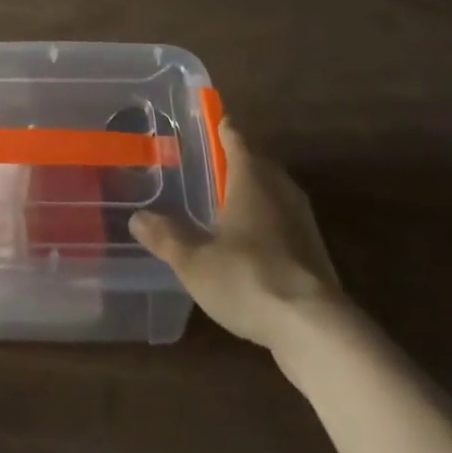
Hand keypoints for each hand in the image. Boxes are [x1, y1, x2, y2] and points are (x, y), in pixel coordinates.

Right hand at [129, 118, 344, 348]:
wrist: (315, 328)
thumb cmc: (249, 278)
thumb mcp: (195, 262)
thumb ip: (166, 238)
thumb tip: (137, 218)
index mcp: (251, 175)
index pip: (234, 135)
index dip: (219, 127)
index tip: (203, 124)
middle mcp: (279, 186)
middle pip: (256, 161)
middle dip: (234, 161)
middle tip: (206, 168)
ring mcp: (302, 217)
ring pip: (272, 191)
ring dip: (252, 193)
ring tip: (224, 206)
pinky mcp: (314, 249)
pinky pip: (284, 220)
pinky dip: (267, 223)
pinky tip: (250, 245)